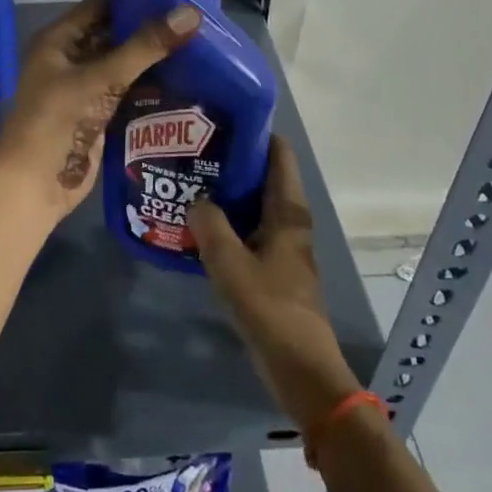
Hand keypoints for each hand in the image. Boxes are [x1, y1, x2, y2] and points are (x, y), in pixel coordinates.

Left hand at [0, 0, 200, 225]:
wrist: (35, 183)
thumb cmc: (59, 120)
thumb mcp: (102, 78)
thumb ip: (145, 47)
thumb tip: (191, 14)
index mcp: (59, 39)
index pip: (101, 4)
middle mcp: (69, 58)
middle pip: (114, 34)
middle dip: (149, 27)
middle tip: (195, 18)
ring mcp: (83, 88)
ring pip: (122, 64)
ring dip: (152, 58)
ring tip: (199, 43)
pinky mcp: (97, 115)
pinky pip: (127, 91)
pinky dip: (150, 85)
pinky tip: (186, 79)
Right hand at [191, 136, 361, 431]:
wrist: (302, 370)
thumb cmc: (270, 309)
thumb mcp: (230, 264)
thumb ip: (210, 225)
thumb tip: (197, 199)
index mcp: (288, 211)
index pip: (278, 154)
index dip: (254, 132)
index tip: (219, 121)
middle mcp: (290, 221)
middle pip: (264, 176)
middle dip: (232, 161)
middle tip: (193, 151)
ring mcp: (284, 245)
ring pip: (255, 204)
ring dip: (228, 193)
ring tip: (189, 182)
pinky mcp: (275, 267)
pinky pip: (250, 230)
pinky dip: (229, 222)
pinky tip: (199, 227)